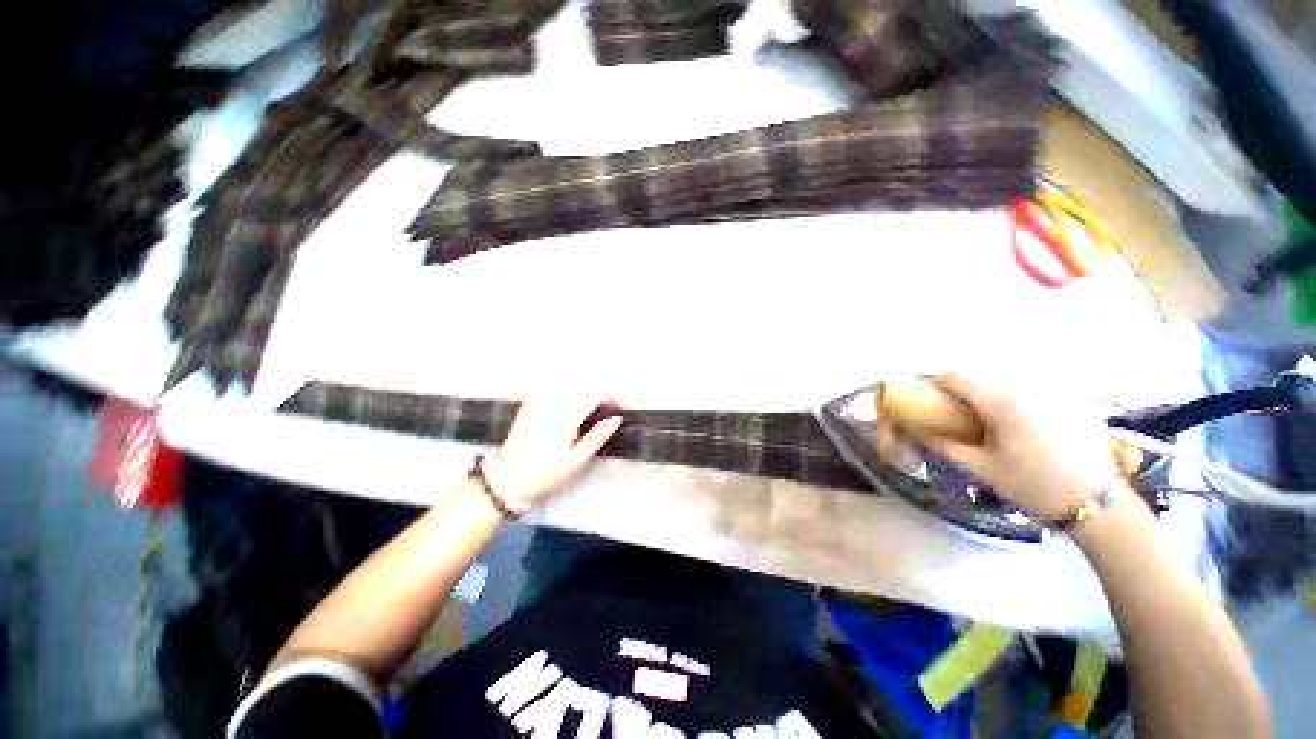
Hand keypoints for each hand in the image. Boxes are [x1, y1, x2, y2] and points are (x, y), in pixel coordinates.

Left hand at [483, 397, 623, 507]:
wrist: (508, 480)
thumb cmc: (546, 473)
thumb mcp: (576, 460)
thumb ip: (597, 436)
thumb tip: (617, 418)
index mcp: (566, 416)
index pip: (595, 394)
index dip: (612, 398)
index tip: (621, 409)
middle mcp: (552, 402)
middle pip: (584, 387)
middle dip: (600, 394)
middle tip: (609, 411)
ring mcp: (538, 402)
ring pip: (569, 386)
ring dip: (585, 393)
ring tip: (592, 410)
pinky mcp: (529, 405)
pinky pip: (553, 390)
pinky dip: (568, 393)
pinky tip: (570, 407)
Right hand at [877, 374, 1117, 521]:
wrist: (1095, 503)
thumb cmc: (1031, 486)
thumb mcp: (980, 468)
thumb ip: (943, 444)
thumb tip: (917, 430)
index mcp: (1001, 403)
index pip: (957, 376)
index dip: (937, 381)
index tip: (929, 394)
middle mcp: (1027, 387)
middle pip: (983, 372)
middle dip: (963, 384)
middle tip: (956, 406)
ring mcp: (1054, 389)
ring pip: (1009, 375)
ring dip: (990, 387)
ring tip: (989, 411)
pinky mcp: (1074, 396)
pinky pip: (1036, 383)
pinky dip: (1019, 392)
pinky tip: (1024, 417)